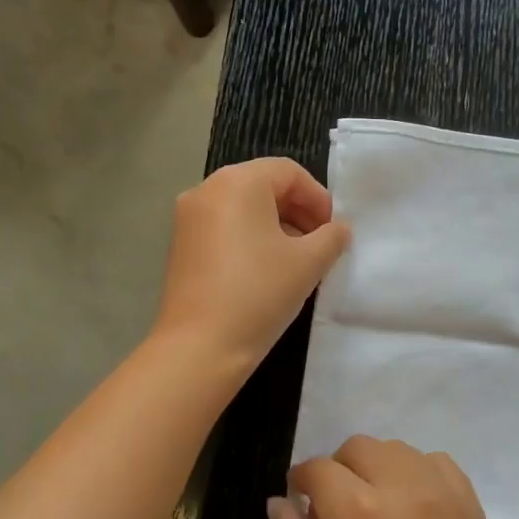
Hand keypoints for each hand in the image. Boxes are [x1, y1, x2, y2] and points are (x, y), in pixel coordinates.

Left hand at [152, 158, 349, 374]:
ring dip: (276, 226)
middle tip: (321, 244)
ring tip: (298, 261)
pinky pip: (224, 228)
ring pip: (243, 209)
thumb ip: (332, 237)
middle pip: (263, 186)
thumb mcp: (309, 263)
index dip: (318, 198)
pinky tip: (267, 271)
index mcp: (237, 182)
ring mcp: (188, 218)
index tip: (334, 231)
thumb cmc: (259, 293)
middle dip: (298, 211)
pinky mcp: (181, 245)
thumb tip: (338, 230)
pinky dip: (251, 239)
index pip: (288, 173)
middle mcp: (207, 190)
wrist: (201, 345)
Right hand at [270, 437, 518, 518]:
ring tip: (377, 508)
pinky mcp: (471, 504)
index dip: (301, 481)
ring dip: (378, 468)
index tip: (301, 501)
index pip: (318, 469)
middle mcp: (402, 487)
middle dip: (338, 470)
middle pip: (359, 448)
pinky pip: (437, 463)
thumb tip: (279, 501)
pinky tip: (413, 507)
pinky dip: (417, 472)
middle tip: (337, 510)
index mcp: (358, 513)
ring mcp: (443, 492)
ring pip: (398, 450)